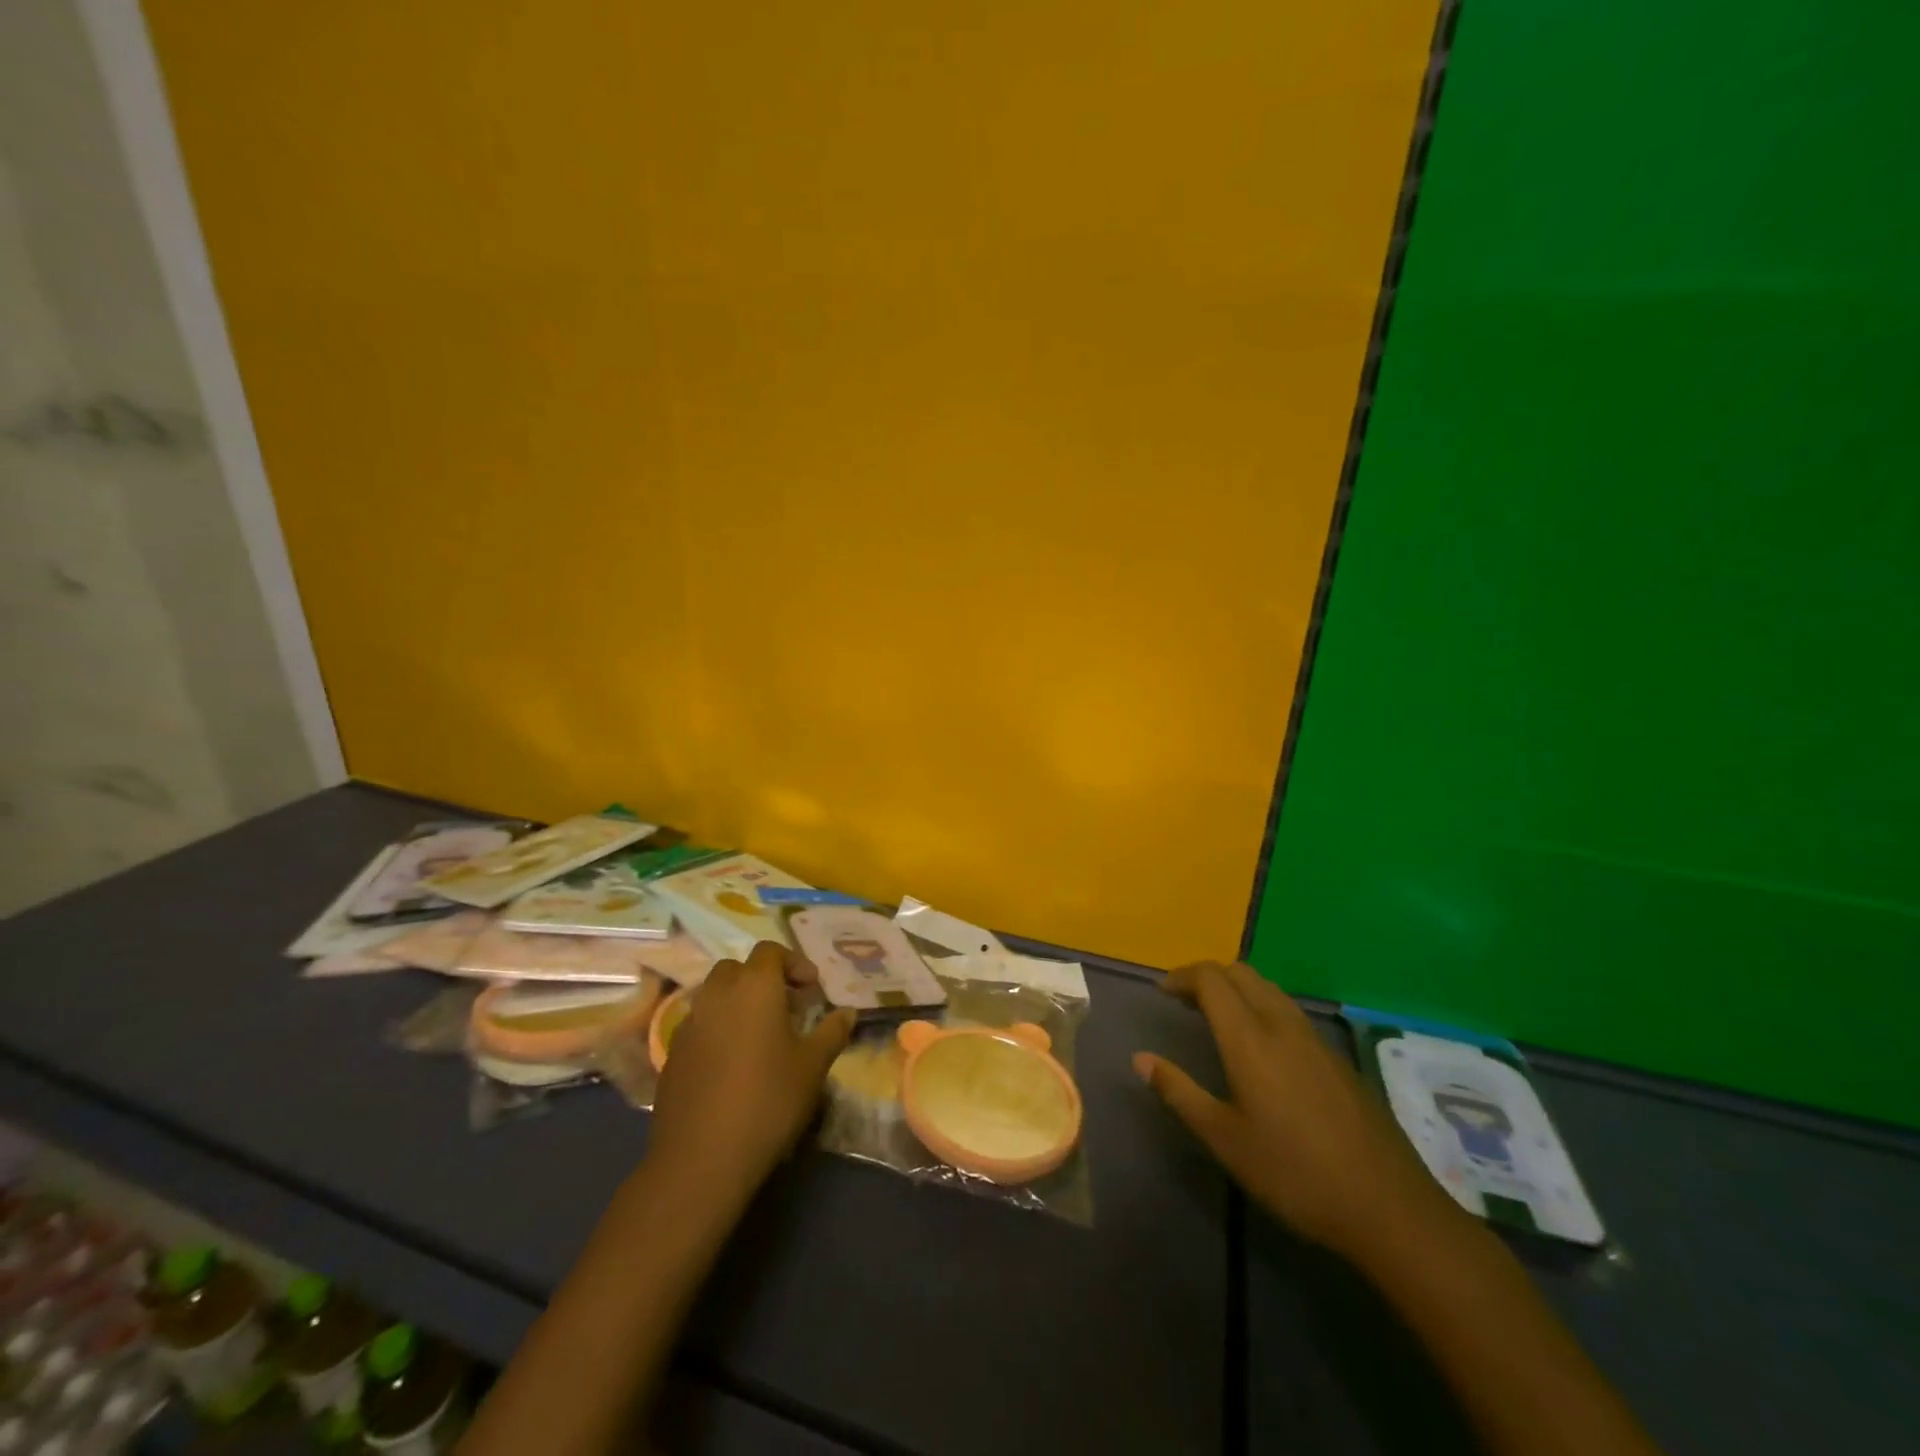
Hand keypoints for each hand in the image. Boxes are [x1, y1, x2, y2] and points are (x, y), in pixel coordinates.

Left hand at [647, 942, 854, 1208]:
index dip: (794, 963)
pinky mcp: (672, 1053)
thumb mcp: (813, 1067)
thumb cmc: (768, 1101)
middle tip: (787, 1007)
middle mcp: (718, 994)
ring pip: (715, 995)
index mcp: (754, 987)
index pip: (770, 951)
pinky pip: (699, 1025)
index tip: (812, 990)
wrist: (701, 1158)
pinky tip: (732, 1065)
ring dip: (738, 1003)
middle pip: (738, 969)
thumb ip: (832, 1032)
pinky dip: (718, 1029)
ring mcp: (689, 1023)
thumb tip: (848, 1012)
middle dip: (763, 980)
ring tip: (760, 1036)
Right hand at [1134, 961, 1447, 1259]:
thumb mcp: (1225, 1138)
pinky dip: (1261, 1006)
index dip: (1183, 976)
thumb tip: (1140, 1058)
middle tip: (1184, 1001)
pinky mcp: (1335, 1057)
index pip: (1211, 979)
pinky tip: (1259, 1044)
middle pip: (1241, 973)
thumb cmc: (1294, 1172)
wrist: (1387, 1206)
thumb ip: (1179, 1091)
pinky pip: (1288, 1009)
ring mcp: (1314, 1039)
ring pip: (1268, 988)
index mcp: (1250, 1038)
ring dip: (1236, 988)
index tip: (1162, 992)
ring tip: (1216, 1016)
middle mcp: (1281, 1025)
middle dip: (1208, 976)